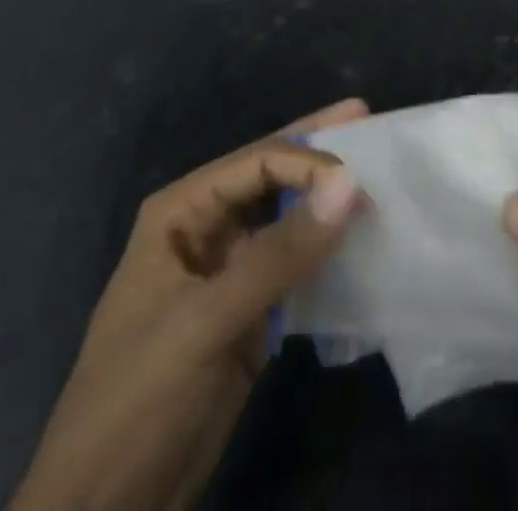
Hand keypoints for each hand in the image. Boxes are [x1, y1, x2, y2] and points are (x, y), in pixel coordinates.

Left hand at [12, 99, 369, 510]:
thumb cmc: (140, 398)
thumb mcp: (208, 321)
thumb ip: (281, 252)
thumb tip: (350, 183)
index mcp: (182, 212)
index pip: (257, 162)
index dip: (309, 161)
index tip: (361, 182)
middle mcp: (206, 229)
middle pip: (272, 176)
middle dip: (318, 153)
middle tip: (367, 118)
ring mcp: (229, 272)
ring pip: (287, 220)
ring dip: (327, 203)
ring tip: (377, 180)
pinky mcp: (248, 314)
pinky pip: (295, 268)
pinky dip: (326, 254)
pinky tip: (360, 243)